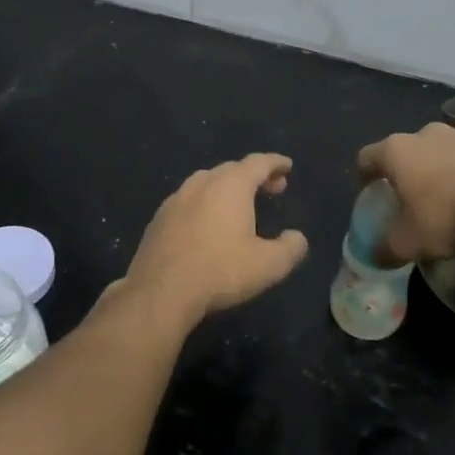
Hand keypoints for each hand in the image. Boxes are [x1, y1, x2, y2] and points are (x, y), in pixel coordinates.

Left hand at [121, 154, 309, 325]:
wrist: (160, 291)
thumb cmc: (220, 271)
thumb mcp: (268, 265)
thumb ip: (290, 248)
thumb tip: (297, 238)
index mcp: (231, 186)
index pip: (258, 163)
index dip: (275, 163)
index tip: (287, 166)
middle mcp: (201, 183)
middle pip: (232, 169)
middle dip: (254, 176)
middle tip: (271, 188)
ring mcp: (175, 199)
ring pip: (206, 182)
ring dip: (227, 188)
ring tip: (239, 205)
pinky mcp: (158, 219)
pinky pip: (188, 201)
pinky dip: (205, 204)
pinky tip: (207, 224)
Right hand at [357, 122, 454, 262]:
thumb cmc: (445, 218)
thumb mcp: (407, 243)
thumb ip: (385, 248)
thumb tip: (375, 256)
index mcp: (396, 151)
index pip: (366, 157)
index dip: (362, 175)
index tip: (365, 192)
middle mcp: (424, 134)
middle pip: (403, 151)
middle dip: (402, 171)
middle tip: (405, 196)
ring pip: (437, 151)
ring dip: (434, 169)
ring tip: (441, 196)